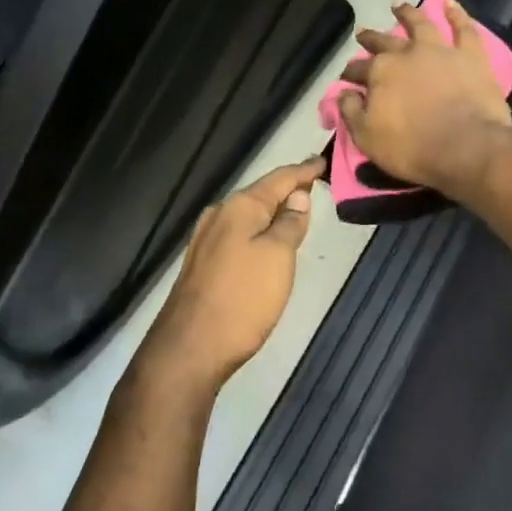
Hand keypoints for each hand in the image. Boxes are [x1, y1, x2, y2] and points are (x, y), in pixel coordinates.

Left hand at [142, 156, 323, 390]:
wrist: (189, 349)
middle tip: (313, 185)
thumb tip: (298, 196)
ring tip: (296, 212)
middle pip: (261, 194)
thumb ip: (291, 223)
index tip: (322, 161)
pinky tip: (267, 242)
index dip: (303, 171)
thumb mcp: (279, 256)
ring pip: (248, 216)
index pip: (280, 178)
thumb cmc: (242, 298)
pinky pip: (238, 235)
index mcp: (240, 207)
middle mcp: (220, 215)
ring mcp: (206, 240)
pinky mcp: (202, 264)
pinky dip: (258, 232)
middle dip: (287, 190)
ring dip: (272, 213)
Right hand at [337, 0, 511, 198]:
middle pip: (384, 42)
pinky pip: (463, 28)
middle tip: (362, 34)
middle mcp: (407, 54)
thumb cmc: (413, 148)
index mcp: (380, 73)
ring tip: (398, 5)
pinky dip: (456, 14)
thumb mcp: (367, 138)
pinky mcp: (471, 56)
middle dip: (371, 39)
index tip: (347, 76)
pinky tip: (450, 3)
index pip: (358, 69)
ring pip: (420, 24)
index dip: (350, 72)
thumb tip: (344, 93)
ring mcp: (440, 50)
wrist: (467, 148)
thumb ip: (351, 112)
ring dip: (408, 13)